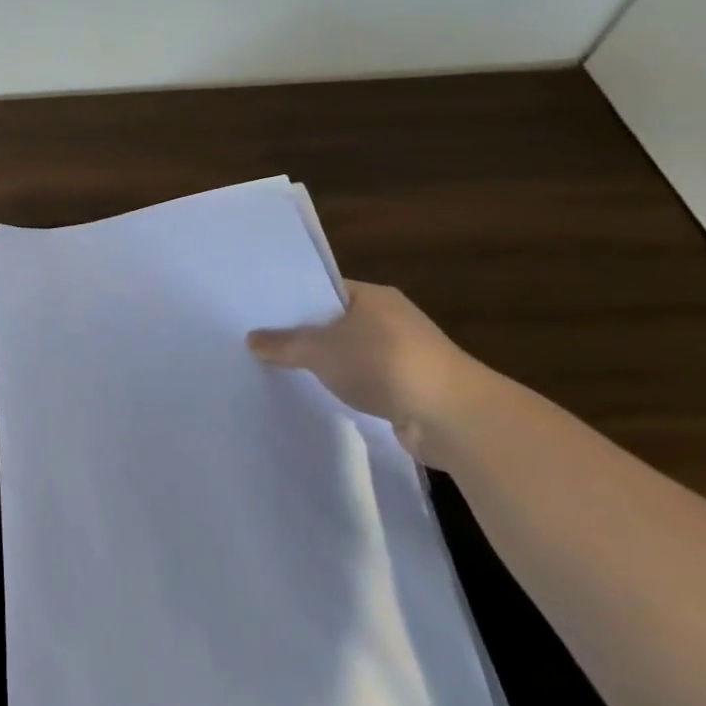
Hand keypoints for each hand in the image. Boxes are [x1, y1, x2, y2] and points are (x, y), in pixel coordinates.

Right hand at [247, 281, 485, 464]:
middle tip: (261, 341)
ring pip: (350, 353)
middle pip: (334, 322)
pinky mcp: (409, 387)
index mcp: (372, 296)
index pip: (323, 289)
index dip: (292, 299)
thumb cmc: (383, 363)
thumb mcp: (319, 349)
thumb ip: (283, 343)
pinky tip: (319, 394)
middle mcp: (390, 319)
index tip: (260, 312)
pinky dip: (345, 385)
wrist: (453, 416)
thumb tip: (252, 339)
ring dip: (325, 363)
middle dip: (303, 333)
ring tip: (282, 369)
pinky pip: (364, 379)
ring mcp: (404, 354)